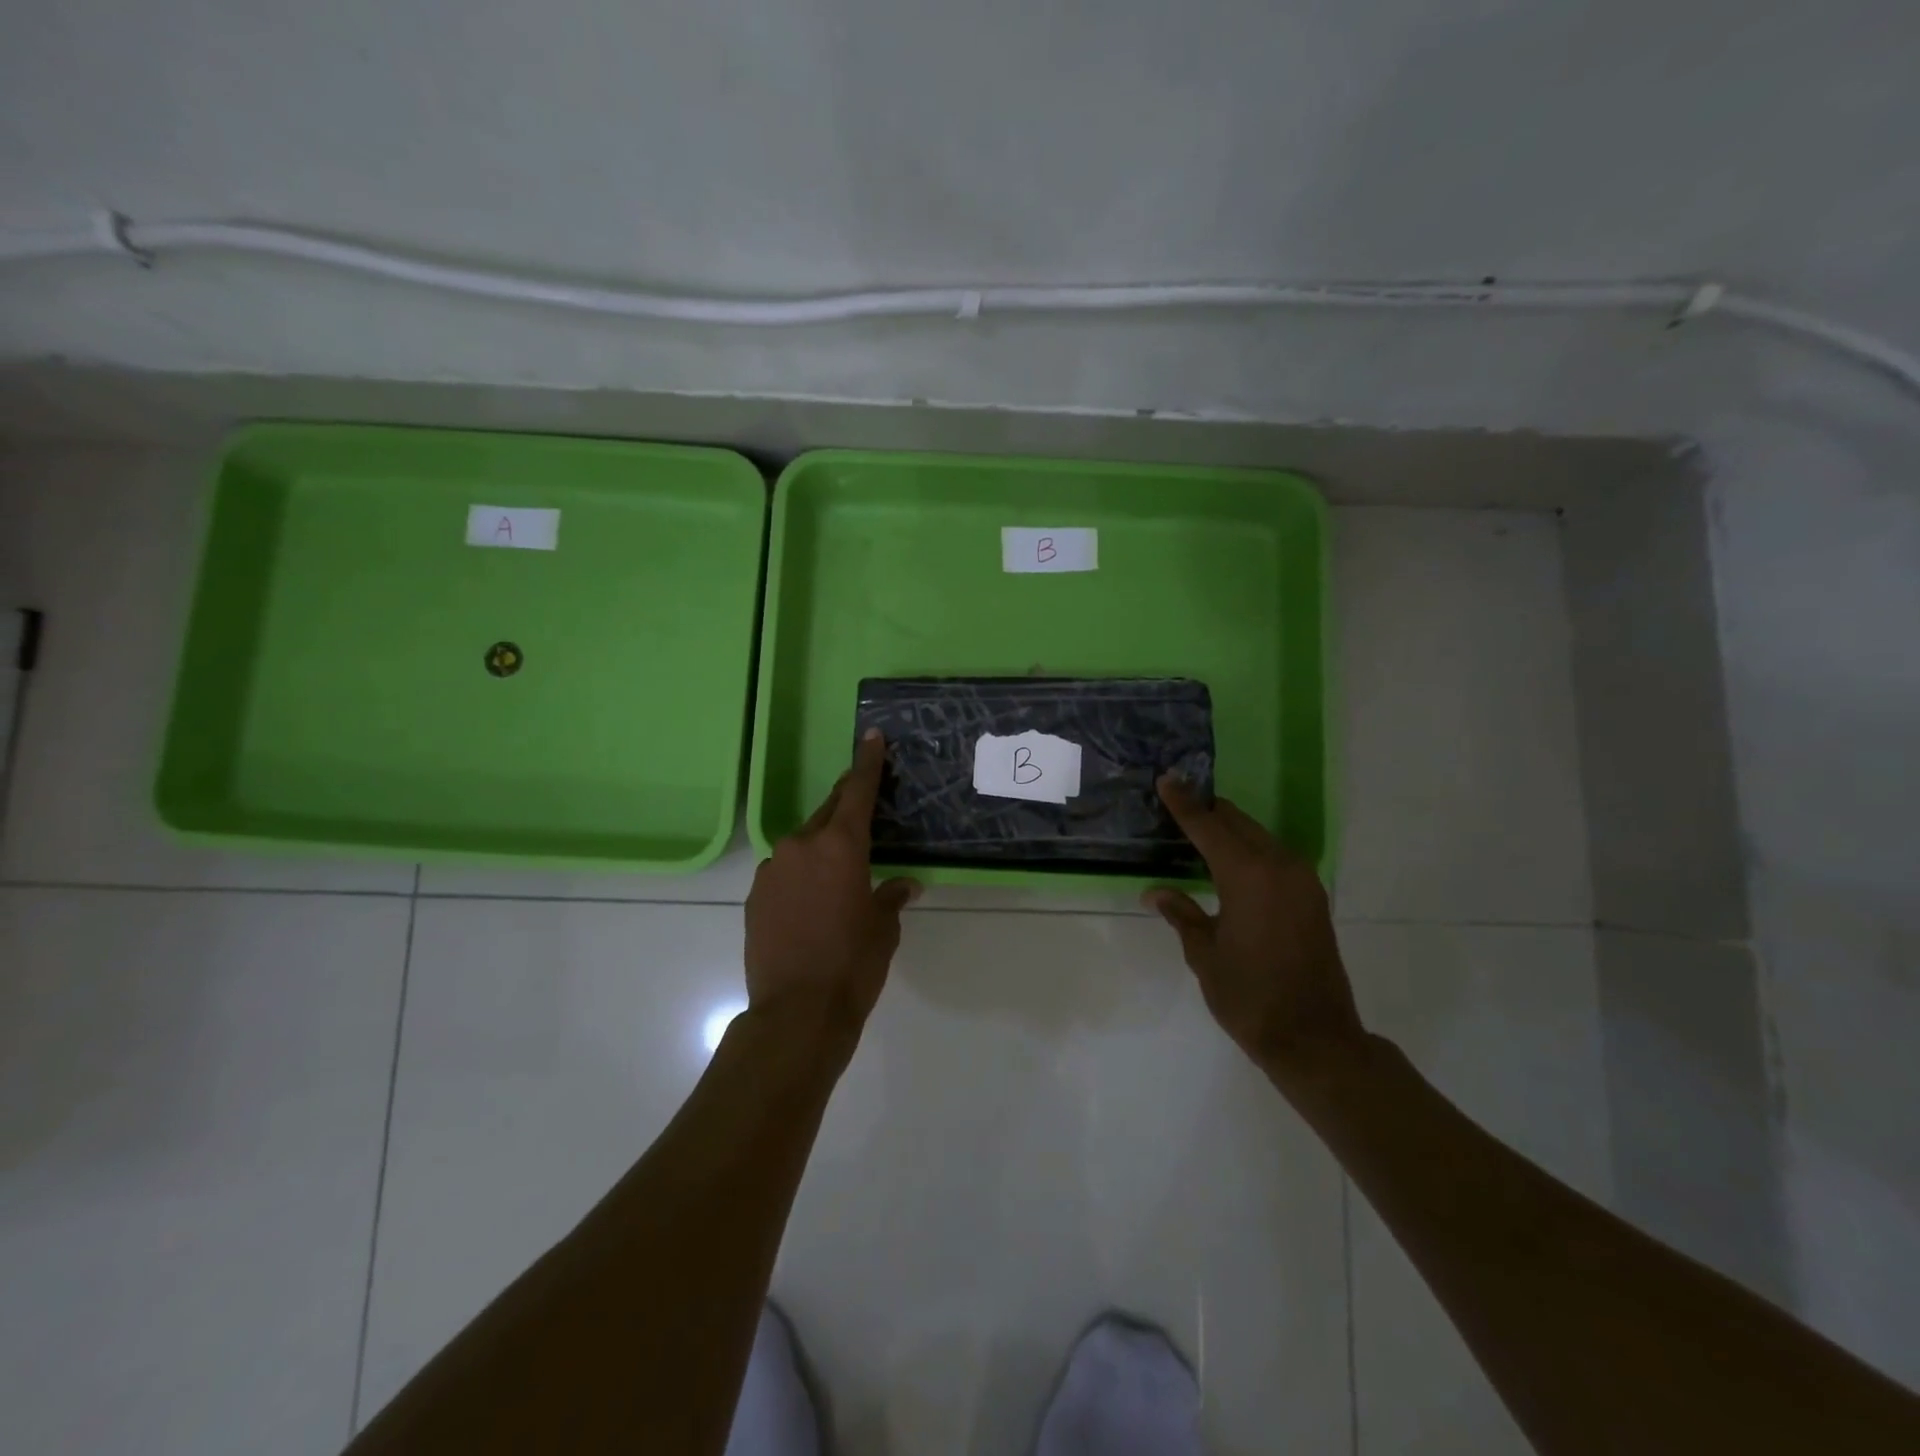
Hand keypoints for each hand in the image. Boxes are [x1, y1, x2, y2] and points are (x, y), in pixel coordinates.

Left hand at [745, 730, 920, 1034]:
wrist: (795, 1013)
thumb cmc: (853, 964)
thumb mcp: (883, 929)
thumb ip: (890, 896)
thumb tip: (903, 885)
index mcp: (841, 846)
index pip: (857, 791)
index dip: (866, 762)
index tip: (871, 737)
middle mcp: (802, 846)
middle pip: (828, 813)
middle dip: (846, 807)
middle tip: (863, 810)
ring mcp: (773, 869)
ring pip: (803, 845)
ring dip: (822, 850)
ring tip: (837, 878)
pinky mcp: (755, 895)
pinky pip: (784, 872)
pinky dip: (801, 876)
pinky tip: (810, 905)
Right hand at [1146, 776, 1363, 1081]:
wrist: (1315, 1038)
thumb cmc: (1249, 996)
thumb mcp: (1204, 954)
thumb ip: (1181, 913)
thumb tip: (1155, 892)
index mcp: (1248, 875)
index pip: (1208, 826)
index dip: (1184, 802)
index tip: (1167, 779)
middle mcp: (1279, 866)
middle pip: (1237, 823)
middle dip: (1207, 811)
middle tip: (1176, 805)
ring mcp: (1302, 881)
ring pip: (1258, 837)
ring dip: (1229, 831)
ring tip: (1197, 833)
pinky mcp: (1312, 898)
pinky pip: (1274, 857)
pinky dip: (1248, 851)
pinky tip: (1228, 864)